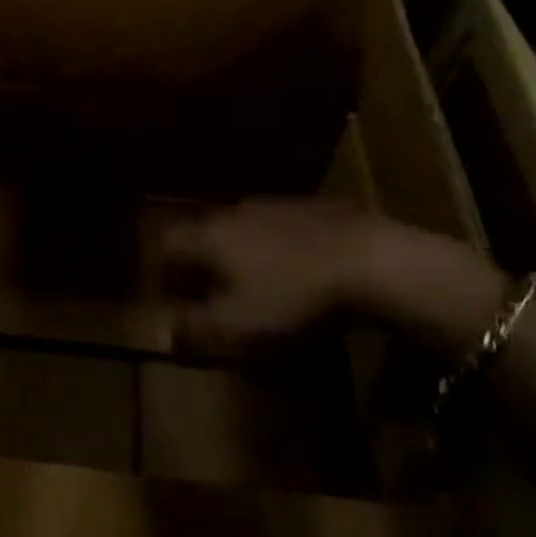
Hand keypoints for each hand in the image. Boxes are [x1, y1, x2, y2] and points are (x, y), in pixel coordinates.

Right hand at [161, 198, 505, 353]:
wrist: (371, 260)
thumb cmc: (293, 296)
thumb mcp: (240, 324)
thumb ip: (197, 327)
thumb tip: (166, 331)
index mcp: (211, 236)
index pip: (169, 242)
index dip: (164, 266)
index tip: (170, 291)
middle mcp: (235, 212)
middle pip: (205, 230)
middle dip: (202, 257)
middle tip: (211, 287)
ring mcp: (276, 204)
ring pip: (243, 225)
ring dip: (241, 248)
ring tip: (258, 278)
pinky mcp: (313, 206)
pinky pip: (281, 224)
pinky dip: (279, 243)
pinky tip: (300, 265)